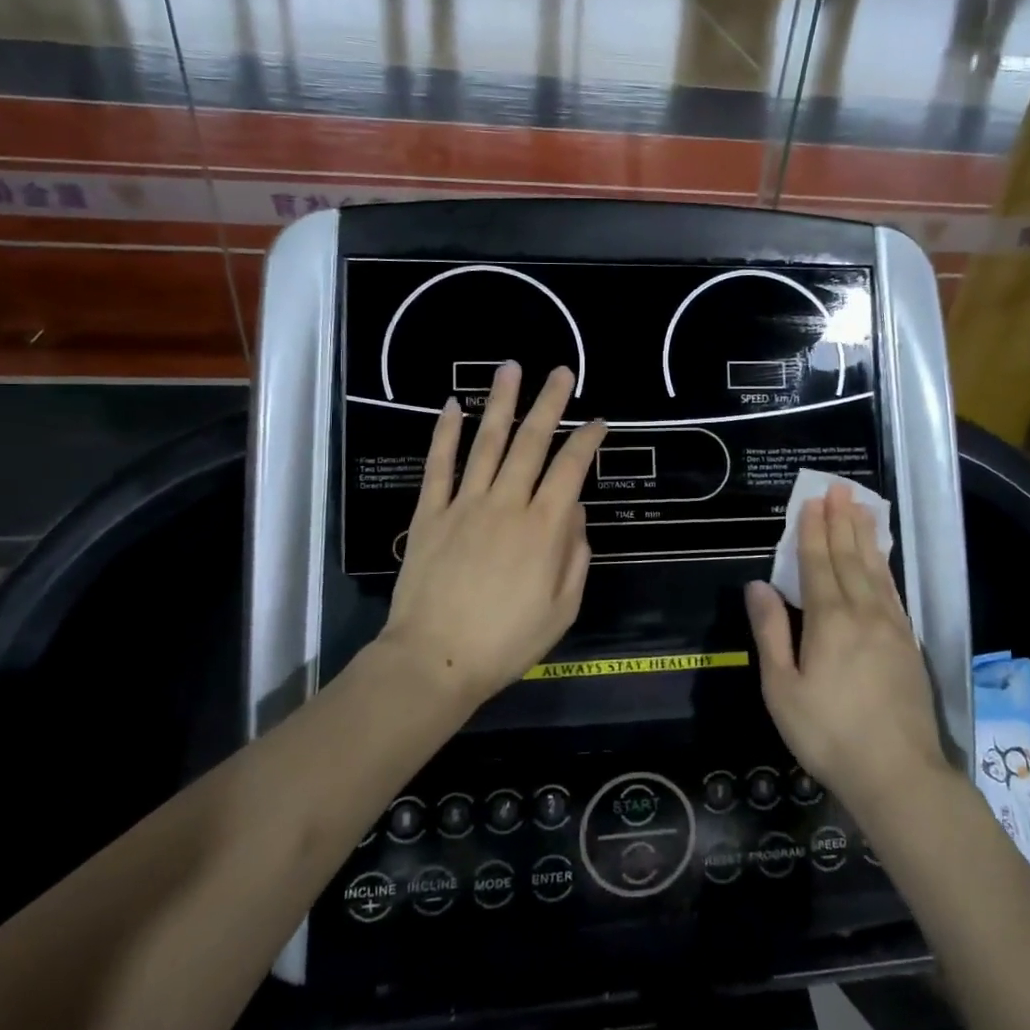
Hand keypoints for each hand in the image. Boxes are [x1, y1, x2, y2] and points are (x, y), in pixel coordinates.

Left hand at [380, 362, 607, 708]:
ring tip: (511, 369)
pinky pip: (439, 466)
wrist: (434, 660)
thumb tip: (576, 512)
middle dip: (550, 403)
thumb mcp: (563, 609)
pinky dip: (445, 433)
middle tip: (561, 372)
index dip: (588, 440)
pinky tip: (453, 406)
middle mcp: (507, 504)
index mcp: (544, 528)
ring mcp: (465, 504)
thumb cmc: (507, 642)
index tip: (599, 420)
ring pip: (487, 442)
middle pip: (532, 442)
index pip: (571, 469)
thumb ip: (575, 556)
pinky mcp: (430, 513)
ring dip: (501, 403)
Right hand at [745, 484, 948, 810]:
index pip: (818, 564)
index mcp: (829, 620)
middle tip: (840, 488)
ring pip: (876, 569)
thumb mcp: (782, 688)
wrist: (898, 775)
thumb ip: (771, 632)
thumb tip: (757, 585)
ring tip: (862, 508)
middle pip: (850, 558)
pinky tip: (881, 560)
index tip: (813, 501)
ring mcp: (892, 627)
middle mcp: (863, 613)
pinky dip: (885, 567)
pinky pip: (894, 591)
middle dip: (842, 521)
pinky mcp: (909, 644)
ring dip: (866, 536)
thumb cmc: (828, 734)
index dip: (814, 531)